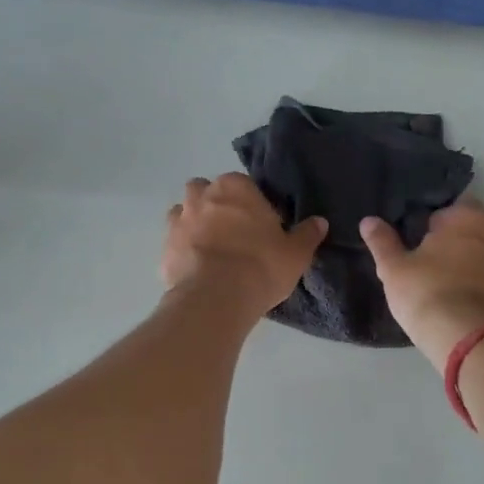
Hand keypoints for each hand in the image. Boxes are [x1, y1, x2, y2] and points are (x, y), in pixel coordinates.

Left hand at [162, 173, 326, 315]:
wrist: (215, 298)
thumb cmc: (261, 266)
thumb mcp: (295, 253)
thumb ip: (307, 234)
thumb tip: (320, 222)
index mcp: (234, 187)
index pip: (244, 185)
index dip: (252, 205)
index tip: (261, 226)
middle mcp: (201, 196)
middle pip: (206, 192)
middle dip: (216, 207)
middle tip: (234, 235)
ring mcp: (178, 221)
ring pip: (184, 214)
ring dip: (195, 226)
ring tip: (213, 252)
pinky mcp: (164, 249)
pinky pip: (175, 244)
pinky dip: (184, 252)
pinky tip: (198, 271)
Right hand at [361, 200, 483, 370]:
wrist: (472, 340)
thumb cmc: (428, 294)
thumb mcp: (394, 269)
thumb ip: (382, 242)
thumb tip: (368, 220)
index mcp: (466, 215)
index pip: (447, 208)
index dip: (430, 225)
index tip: (417, 244)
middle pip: (472, 226)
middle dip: (456, 238)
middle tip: (431, 263)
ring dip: (473, 258)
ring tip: (450, 281)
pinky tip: (467, 296)